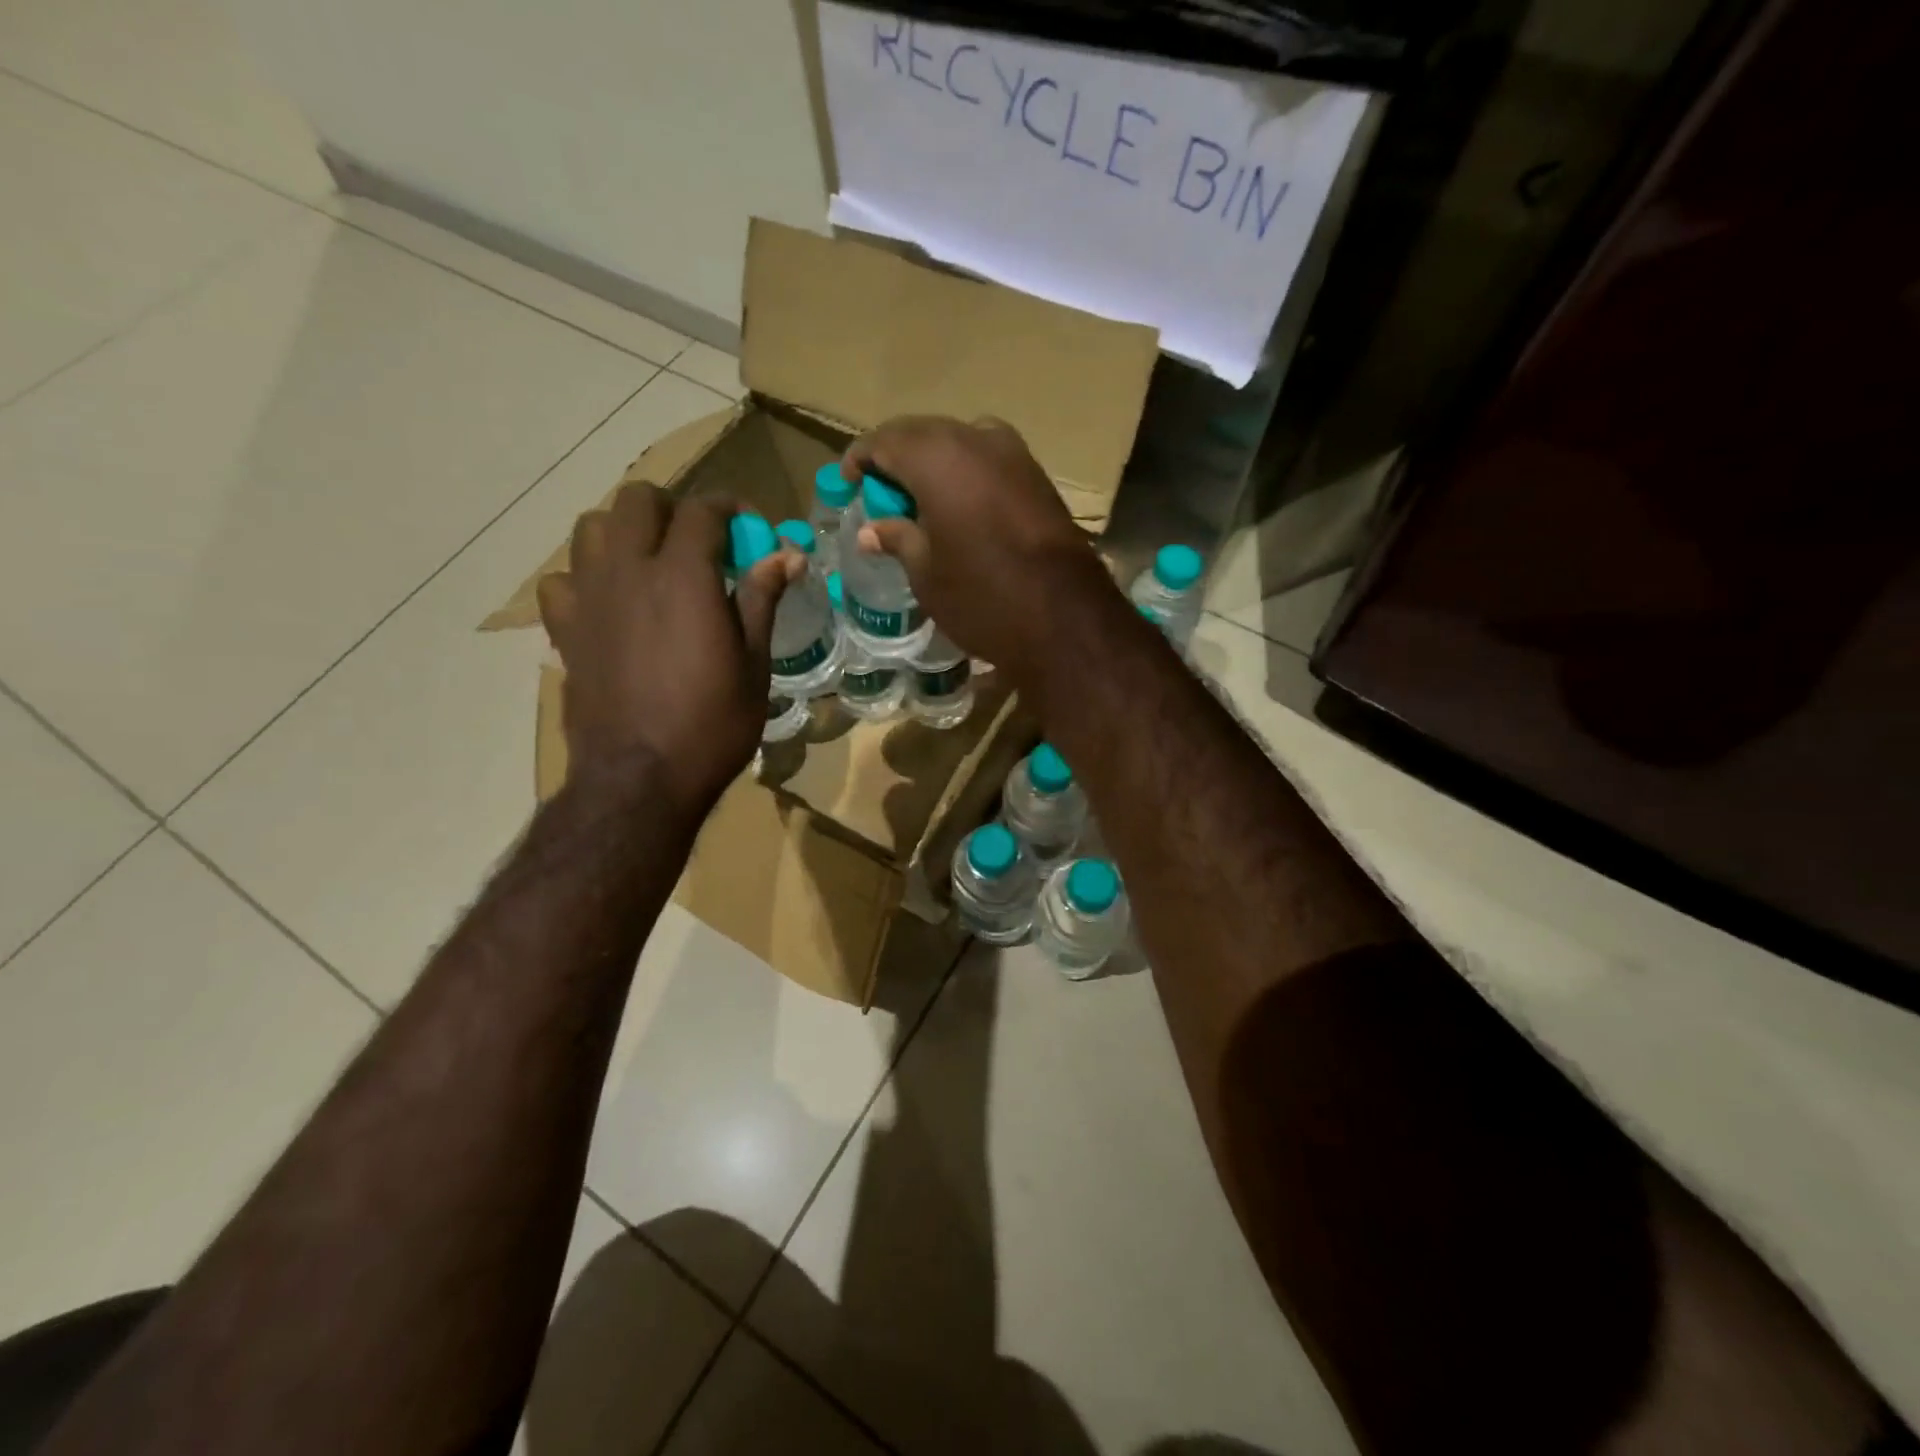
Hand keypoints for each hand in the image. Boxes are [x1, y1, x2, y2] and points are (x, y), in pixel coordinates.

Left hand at [537, 485, 794, 817]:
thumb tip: (787, 554)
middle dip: (673, 508)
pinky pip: (562, 580)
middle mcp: (628, 571)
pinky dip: (586, 578)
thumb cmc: (711, 725)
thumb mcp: (753, 664)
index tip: (750, 526)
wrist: (640, 779)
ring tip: (651, 563)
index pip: (702, 511)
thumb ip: (762, 599)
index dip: (730, 508)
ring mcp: (588, 597)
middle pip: (638, 501)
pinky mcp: (564, 629)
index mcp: (683, 576)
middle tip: (700, 542)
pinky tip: (609, 603)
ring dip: (625, 532)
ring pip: (592, 528)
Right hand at [842, 416, 1114, 685]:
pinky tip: (958, 507)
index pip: (885, 440)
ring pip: (959, 443)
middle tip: (880, 493)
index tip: (848, 483)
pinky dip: (965, 475)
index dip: (860, 459)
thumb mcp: (926, 574)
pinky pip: (988, 461)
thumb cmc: (982, 597)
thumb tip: (872, 531)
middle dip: (896, 458)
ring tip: (918, 501)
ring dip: (933, 465)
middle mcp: (977, 439)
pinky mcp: (1038, 477)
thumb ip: (897, 539)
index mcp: (938, 457)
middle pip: (923, 434)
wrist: (1066, 619)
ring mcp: (1015, 454)